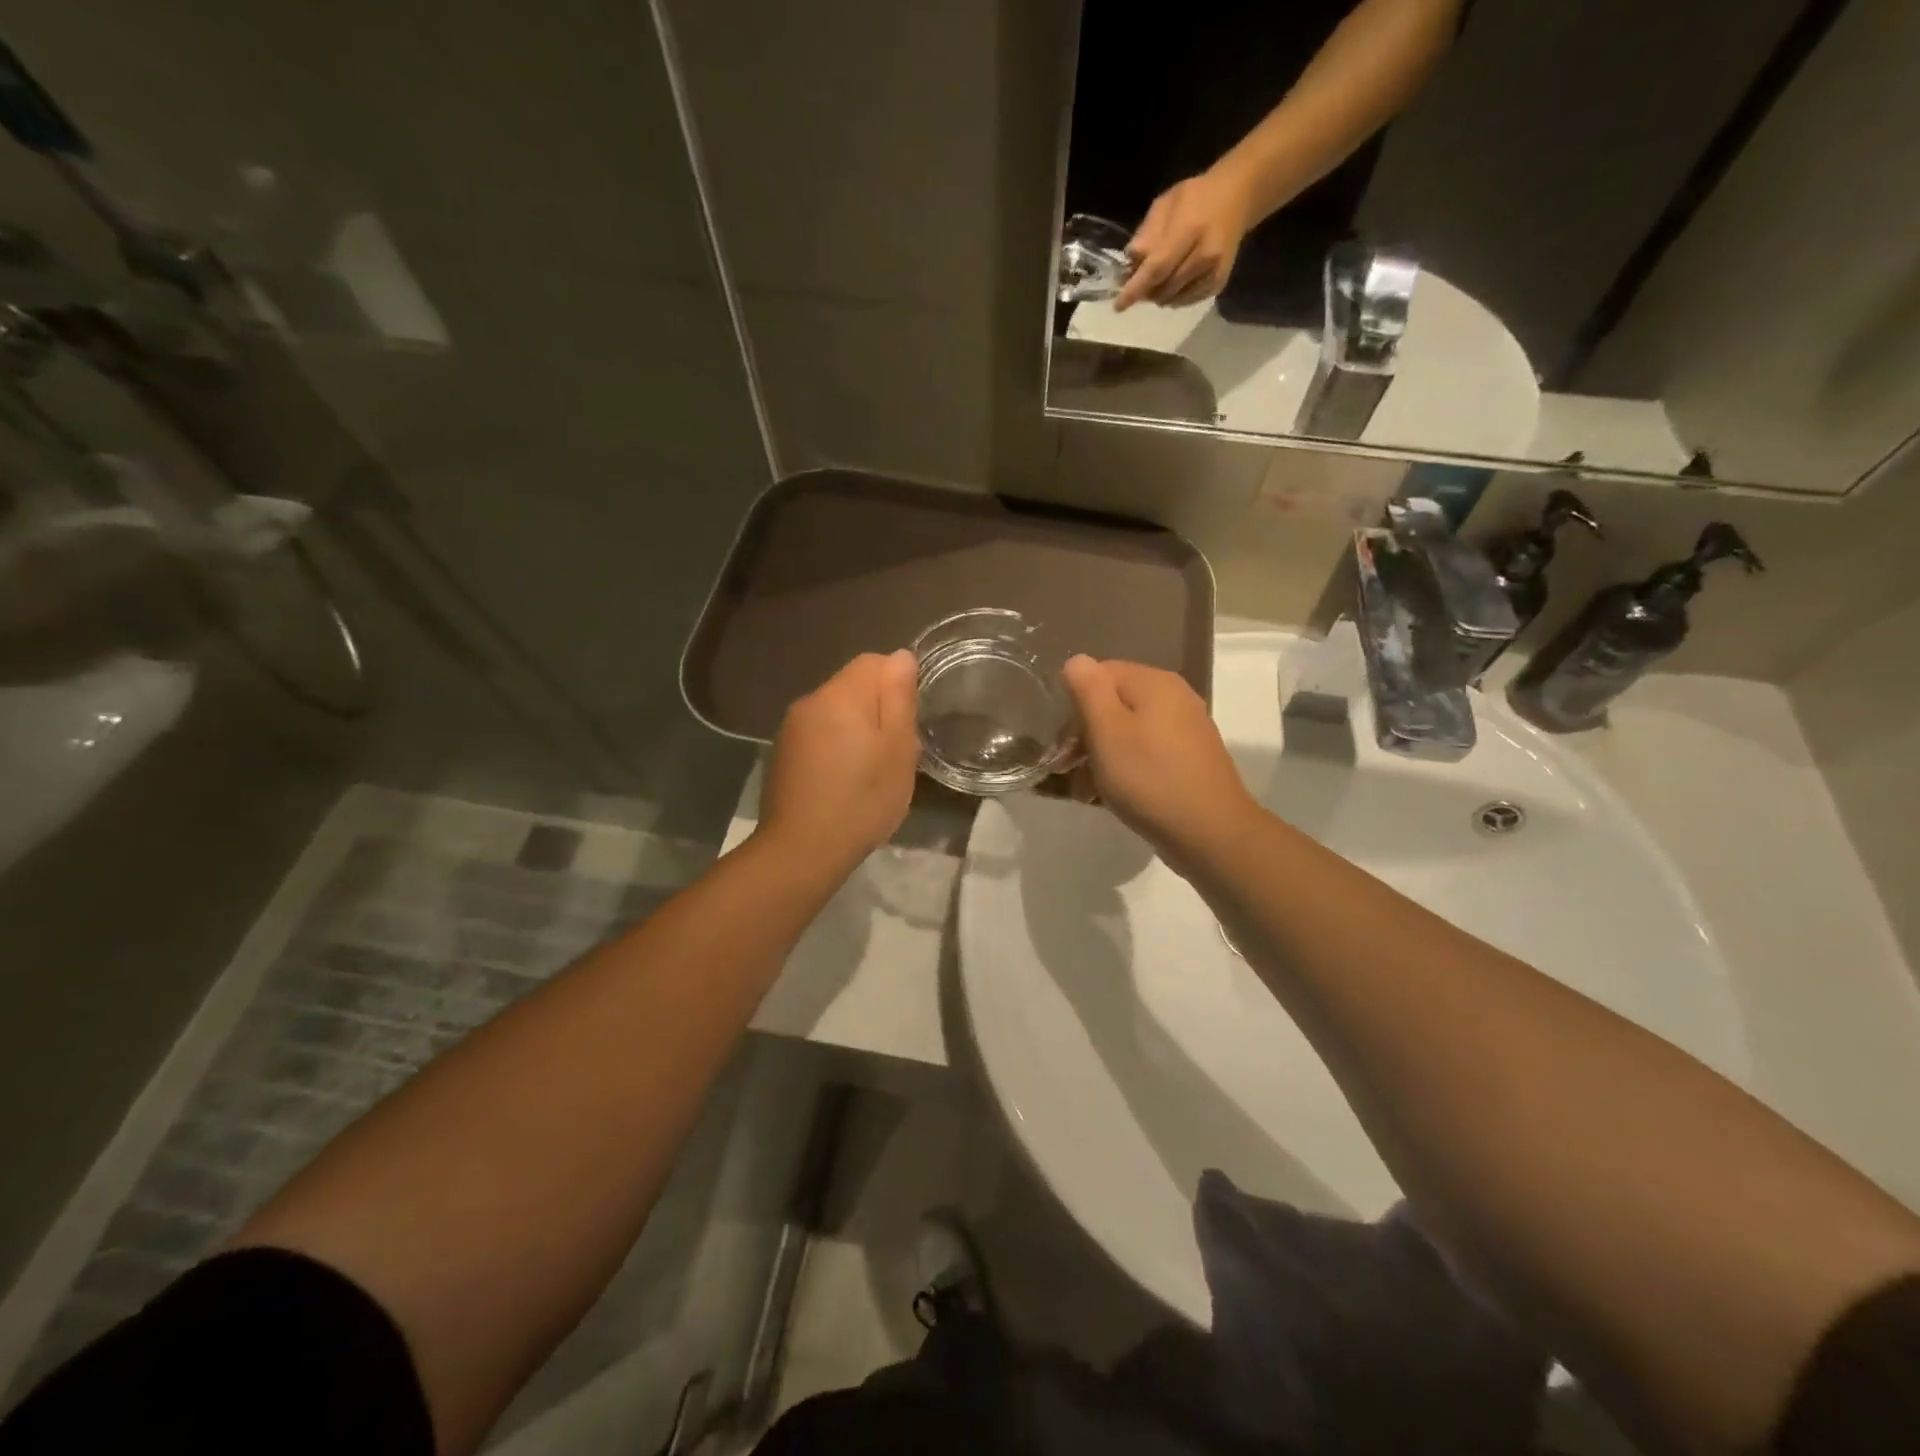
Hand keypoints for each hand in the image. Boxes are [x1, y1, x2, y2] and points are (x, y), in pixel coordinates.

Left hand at [758, 651, 919, 870]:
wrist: (802, 850)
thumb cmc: (862, 799)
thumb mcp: (897, 749)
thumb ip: (899, 697)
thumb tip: (901, 656)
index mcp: (839, 695)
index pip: (874, 662)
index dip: (898, 684)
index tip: (908, 722)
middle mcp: (810, 702)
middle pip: (853, 686)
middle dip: (879, 710)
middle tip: (895, 753)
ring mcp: (791, 728)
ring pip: (837, 712)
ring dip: (858, 730)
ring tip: (871, 771)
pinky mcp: (784, 753)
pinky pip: (820, 735)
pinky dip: (837, 748)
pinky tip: (845, 782)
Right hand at [1063, 656, 1257, 865]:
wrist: (1210, 832)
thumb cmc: (1149, 777)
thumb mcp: (1107, 730)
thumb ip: (1088, 689)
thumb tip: (1076, 660)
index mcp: (1154, 682)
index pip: (1099, 673)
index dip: (1074, 703)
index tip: (1061, 740)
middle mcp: (1174, 696)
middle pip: (1114, 702)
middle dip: (1086, 734)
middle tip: (1067, 768)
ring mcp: (1186, 728)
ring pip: (1128, 731)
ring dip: (1102, 756)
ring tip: (1086, 789)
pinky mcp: (1190, 758)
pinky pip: (1147, 753)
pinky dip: (1126, 769)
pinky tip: (1113, 795)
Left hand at [1116, 171, 1253, 310]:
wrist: (1238, 197)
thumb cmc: (1196, 197)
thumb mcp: (1166, 204)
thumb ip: (1146, 235)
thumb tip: (1129, 265)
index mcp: (1190, 230)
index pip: (1157, 268)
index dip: (1136, 289)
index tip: (1118, 305)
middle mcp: (1204, 255)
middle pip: (1164, 289)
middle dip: (1145, 292)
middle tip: (1137, 285)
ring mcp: (1214, 272)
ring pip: (1173, 299)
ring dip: (1158, 296)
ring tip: (1156, 281)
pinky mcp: (1219, 283)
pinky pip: (1186, 301)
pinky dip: (1174, 297)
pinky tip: (1173, 282)